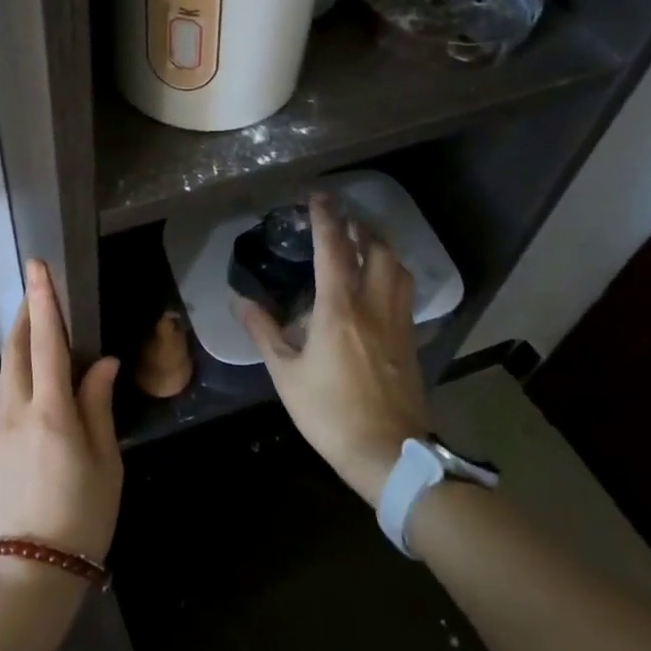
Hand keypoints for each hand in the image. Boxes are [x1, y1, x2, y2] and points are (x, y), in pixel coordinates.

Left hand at [0, 260, 122, 587]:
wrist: (32, 573)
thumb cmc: (83, 516)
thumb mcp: (106, 461)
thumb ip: (98, 406)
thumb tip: (102, 363)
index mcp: (51, 412)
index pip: (46, 343)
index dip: (42, 302)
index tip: (37, 267)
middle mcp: (18, 412)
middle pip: (15, 350)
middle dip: (23, 315)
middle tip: (36, 291)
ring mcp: (0, 430)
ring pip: (6, 372)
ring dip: (17, 342)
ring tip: (33, 325)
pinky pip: (5, 394)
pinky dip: (17, 371)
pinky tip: (32, 375)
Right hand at [238, 194, 428, 506]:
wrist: (388, 453)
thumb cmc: (329, 412)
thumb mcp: (285, 374)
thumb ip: (263, 332)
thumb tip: (239, 301)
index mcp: (339, 309)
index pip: (334, 250)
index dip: (326, 219)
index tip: (318, 197)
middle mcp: (373, 306)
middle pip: (376, 250)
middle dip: (360, 227)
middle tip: (342, 219)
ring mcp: (398, 322)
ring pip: (397, 268)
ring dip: (381, 247)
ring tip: (363, 242)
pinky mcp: (411, 340)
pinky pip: (404, 292)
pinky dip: (392, 273)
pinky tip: (380, 283)